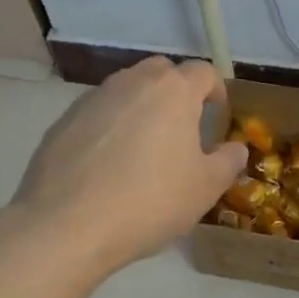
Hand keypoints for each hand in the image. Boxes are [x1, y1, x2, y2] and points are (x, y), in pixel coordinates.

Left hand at [11, 57, 247, 270]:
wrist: (66, 226)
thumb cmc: (149, 201)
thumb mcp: (205, 188)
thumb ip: (228, 161)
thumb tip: (235, 147)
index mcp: (173, 91)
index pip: (203, 71)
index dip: (216, 90)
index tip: (217, 116)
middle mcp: (132, 82)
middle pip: (162, 72)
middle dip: (177, 91)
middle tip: (183, 128)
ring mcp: (93, 99)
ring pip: (127, 90)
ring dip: (142, 107)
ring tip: (145, 148)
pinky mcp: (63, 121)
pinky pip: (98, 113)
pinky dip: (111, 127)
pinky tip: (109, 165)